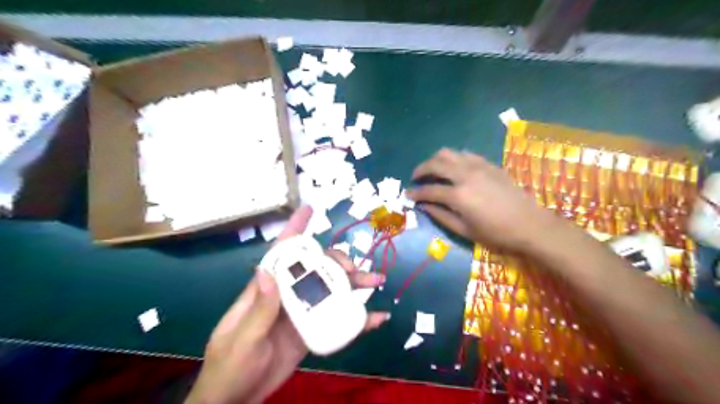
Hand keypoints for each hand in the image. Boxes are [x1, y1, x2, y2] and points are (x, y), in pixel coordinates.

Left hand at [185, 207, 387, 401]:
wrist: (237, 399)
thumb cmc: (230, 366)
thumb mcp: (243, 338)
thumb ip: (259, 308)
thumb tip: (267, 269)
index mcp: (267, 289)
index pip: (281, 253)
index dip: (295, 229)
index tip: (309, 210)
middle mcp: (288, 295)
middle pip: (316, 269)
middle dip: (337, 262)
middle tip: (355, 270)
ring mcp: (302, 312)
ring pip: (331, 290)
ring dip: (354, 284)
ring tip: (375, 281)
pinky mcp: (313, 330)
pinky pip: (338, 319)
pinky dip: (357, 318)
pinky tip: (375, 317)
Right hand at [404, 146, 554, 250]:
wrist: (531, 225)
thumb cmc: (497, 233)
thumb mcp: (465, 230)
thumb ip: (441, 216)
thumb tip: (423, 206)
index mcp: (458, 195)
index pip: (429, 190)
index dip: (415, 193)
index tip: (407, 195)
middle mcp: (465, 175)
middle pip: (436, 163)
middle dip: (421, 169)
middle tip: (415, 178)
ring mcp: (478, 166)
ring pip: (449, 153)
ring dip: (436, 160)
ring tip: (432, 170)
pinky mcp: (489, 164)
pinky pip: (466, 154)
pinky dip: (454, 158)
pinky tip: (454, 168)